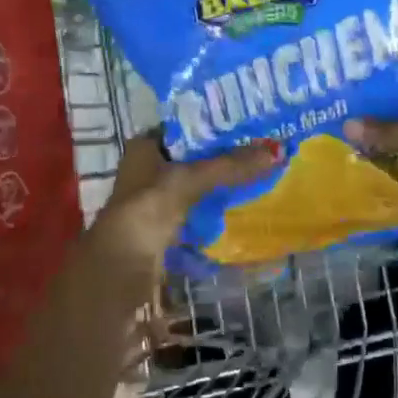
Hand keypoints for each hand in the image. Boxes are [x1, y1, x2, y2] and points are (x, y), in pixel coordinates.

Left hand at [86, 133, 280, 300]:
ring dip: (222, 186)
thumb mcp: (189, 180)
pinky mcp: (166, 232)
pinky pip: (198, 215)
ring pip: (196, 188)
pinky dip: (217, 213)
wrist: (120, 272)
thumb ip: (230, 166)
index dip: (211, 126)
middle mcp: (147, 171)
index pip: (182, 128)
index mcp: (143, 148)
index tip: (248, 125)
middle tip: (263, 150)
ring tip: (261, 176)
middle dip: (223, 158)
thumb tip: (278, 151)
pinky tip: (244, 211)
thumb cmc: (146, 211)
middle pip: (192, 159)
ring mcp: (155, 204)